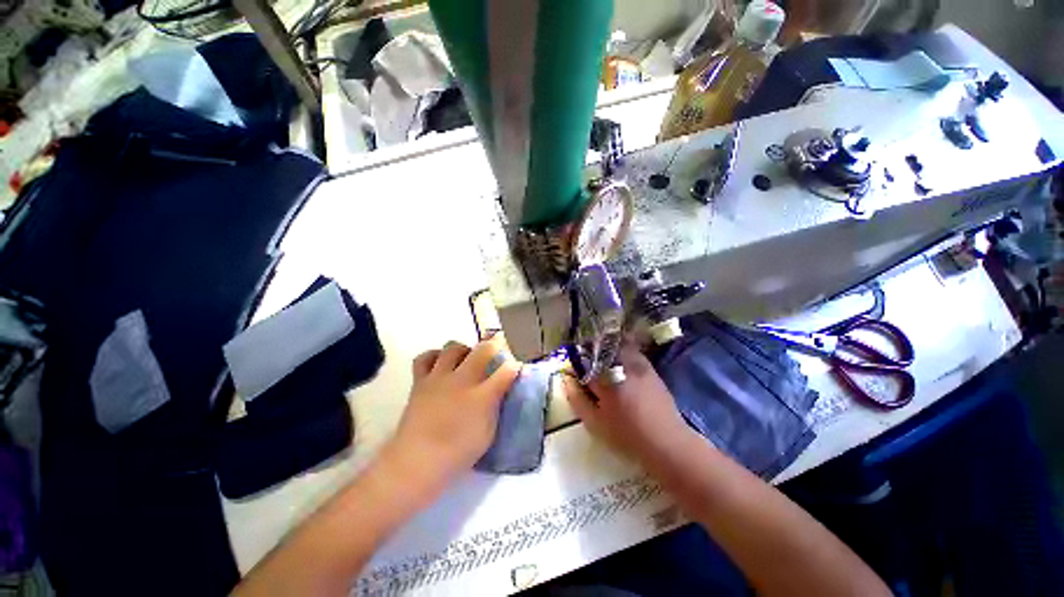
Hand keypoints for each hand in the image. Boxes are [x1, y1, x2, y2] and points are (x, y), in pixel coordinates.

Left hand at [385, 334, 520, 493]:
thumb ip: (495, 407)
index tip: (516, 366)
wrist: (416, 462)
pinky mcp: (420, 381)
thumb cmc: (457, 453)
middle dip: (495, 345)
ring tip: (467, 359)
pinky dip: (434, 356)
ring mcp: (439, 378)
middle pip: (483, 349)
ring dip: (464, 349)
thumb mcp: (488, 433)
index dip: (514, 365)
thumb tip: (499, 391)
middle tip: (496, 351)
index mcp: (482, 396)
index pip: (507, 370)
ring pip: (453, 347)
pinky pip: (424, 358)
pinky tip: (439, 363)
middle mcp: (462, 380)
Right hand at [565, 342, 693, 462]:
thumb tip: (566, 379)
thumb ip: (577, 399)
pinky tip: (620, 362)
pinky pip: (631, 351)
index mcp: (604, 380)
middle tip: (586, 360)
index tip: (573, 366)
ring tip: (602, 359)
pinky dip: (622, 350)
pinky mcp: (649, 368)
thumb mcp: (595, 422)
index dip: (576, 361)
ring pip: (616, 346)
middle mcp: (620, 366)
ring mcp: (637, 365)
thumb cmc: (626, 435)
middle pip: (599, 349)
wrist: (666, 441)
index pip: (583, 362)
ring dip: (606, 348)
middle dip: (590, 350)